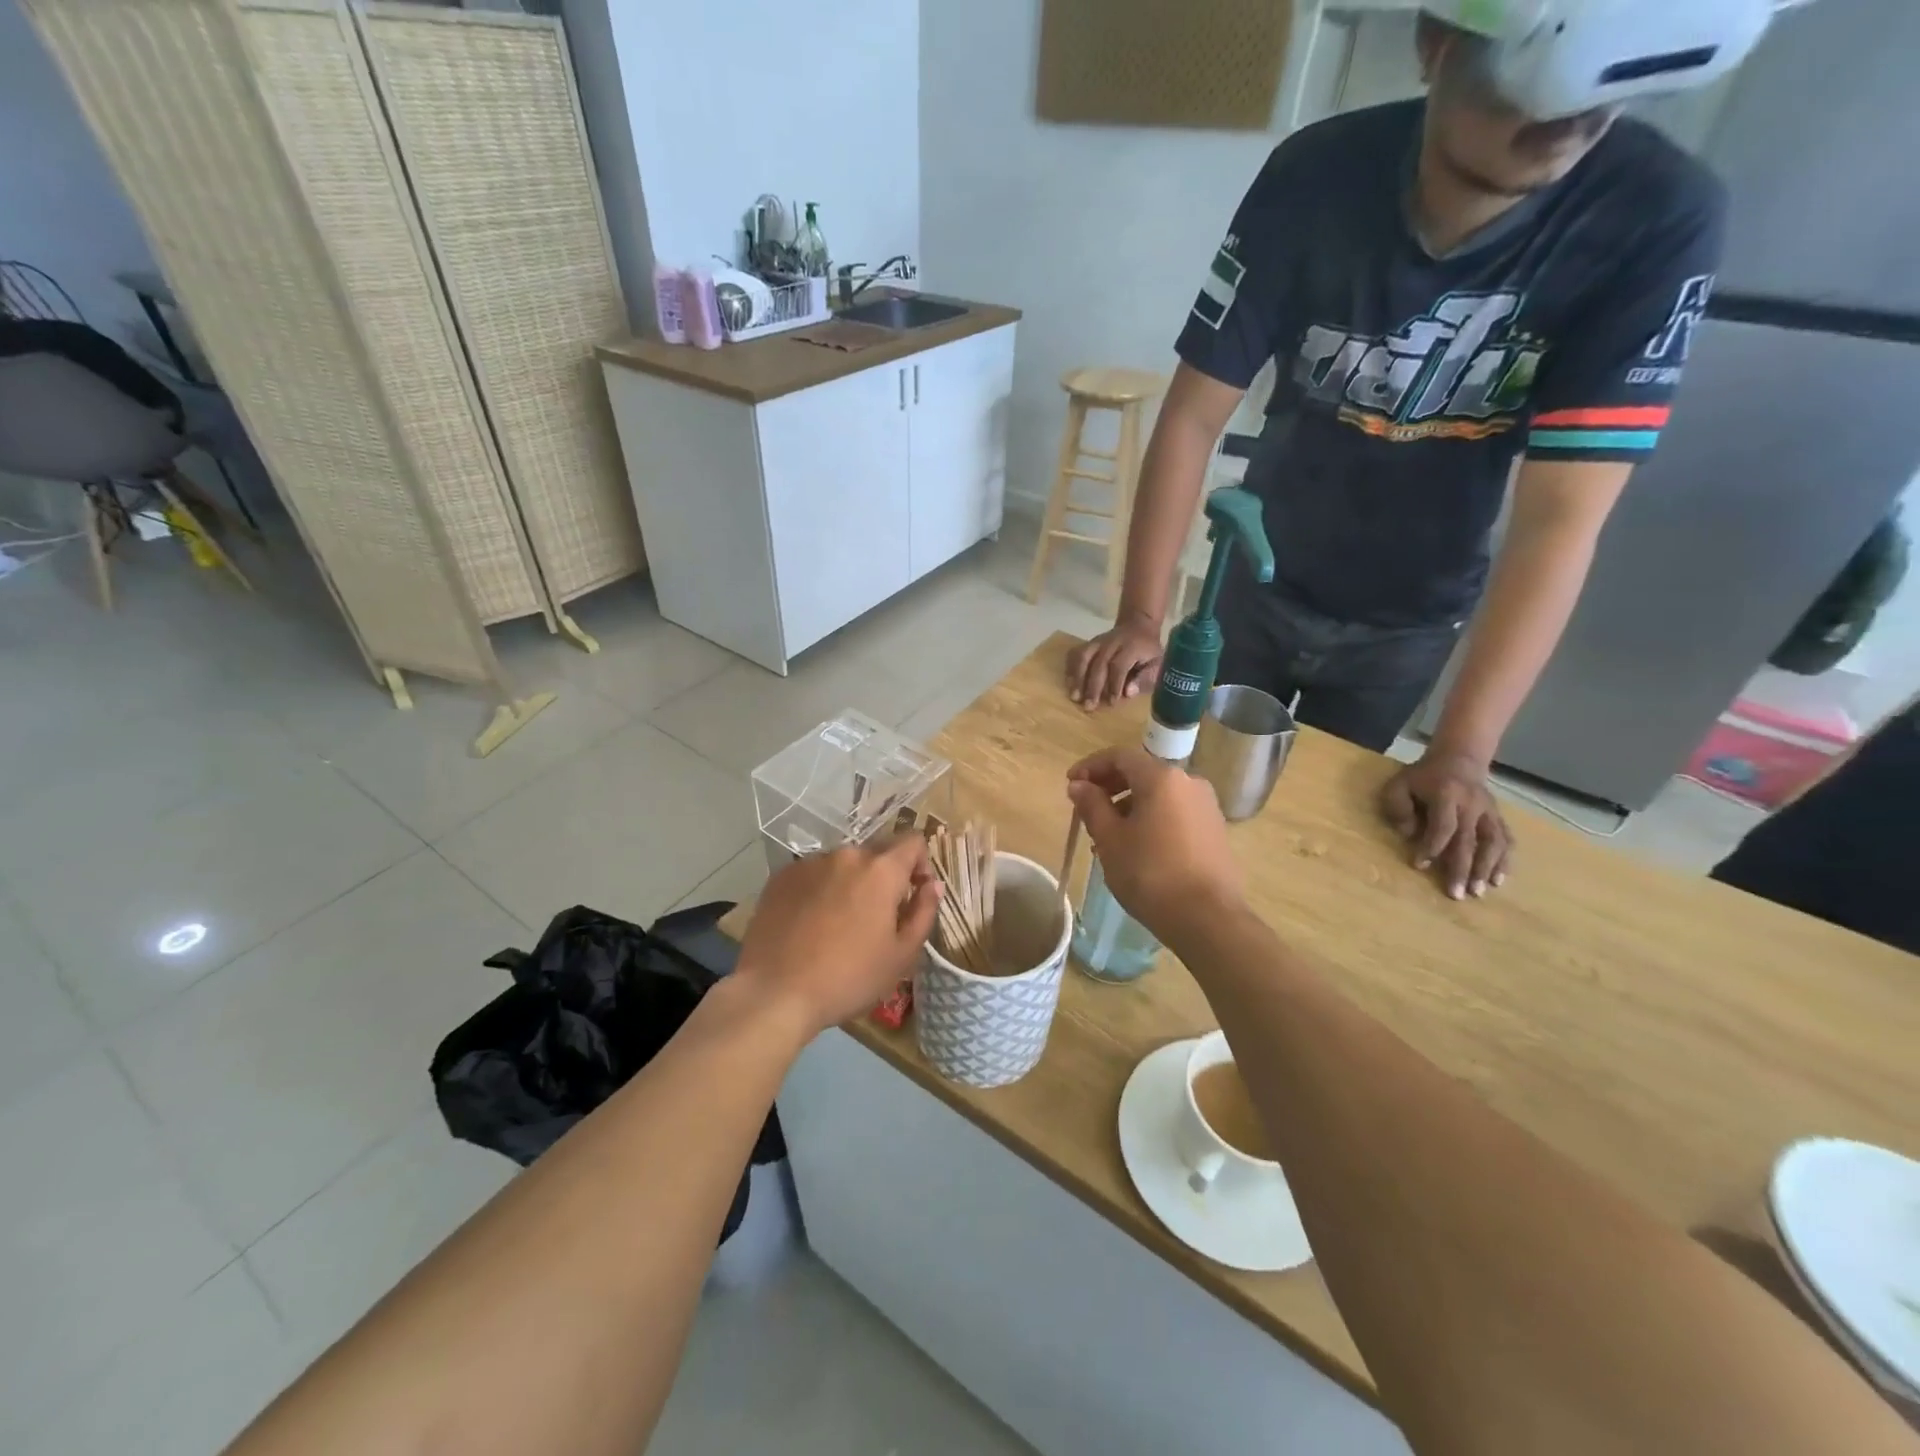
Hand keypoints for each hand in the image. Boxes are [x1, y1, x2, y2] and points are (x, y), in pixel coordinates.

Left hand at [734, 837, 941, 1035]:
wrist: (774, 992)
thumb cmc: (848, 978)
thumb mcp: (901, 955)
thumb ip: (924, 912)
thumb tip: (933, 885)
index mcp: (881, 870)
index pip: (913, 841)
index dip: (921, 864)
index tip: (914, 894)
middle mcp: (846, 855)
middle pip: (877, 853)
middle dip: (885, 877)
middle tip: (876, 919)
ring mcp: (809, 863)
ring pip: (843, 864)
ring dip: (850, 883)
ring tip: (838, 924)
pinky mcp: (780, 877)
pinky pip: (813, 874)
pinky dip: (820, 890)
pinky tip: (810, 925)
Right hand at [1065, 615, 1163, 709]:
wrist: (1137, 625)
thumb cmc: (1148, 651)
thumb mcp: (1157, 663)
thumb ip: (1146, 678)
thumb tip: (1128, 692)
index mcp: (1131, 646)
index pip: (1119, 665)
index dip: (1114, 684)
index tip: (1111, 702)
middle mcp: (1112, 642)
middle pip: (1099, 663)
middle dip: (1093, 687)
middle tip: (1088, 706)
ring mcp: (1098, 641)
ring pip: (1084, 657)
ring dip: (1077, 677)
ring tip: (1074, 696)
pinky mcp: (1088, 643)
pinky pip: (1075, 653)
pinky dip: (1070, 668)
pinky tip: (1068, 683)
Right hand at [1065, 745, 1243, 939]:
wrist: (1207, 918)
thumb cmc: (1150, 873)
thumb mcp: (1110, 839)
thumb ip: (1092, 806)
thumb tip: (1079, 785)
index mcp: (1162, 777)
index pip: (1120, 756)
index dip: (1091, 766)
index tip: (1070, 784)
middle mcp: (1188, 782)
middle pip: (1142, 772)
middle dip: (1109, 786)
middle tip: (1085, 808)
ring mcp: (1206, 806)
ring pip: (1158, 795)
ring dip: (1128, 805)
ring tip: (1106, 835)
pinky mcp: (1214, 830)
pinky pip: (1174, 812)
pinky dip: (1150, 818)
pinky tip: (1135, 847)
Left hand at [1380, 751, 1511, 900]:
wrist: (1458, 760)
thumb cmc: (1423, 777)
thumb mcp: (1400, 784)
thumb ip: (1399, 807)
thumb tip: (1408, 835)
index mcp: (1447, 795)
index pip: (1443, 826)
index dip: (1432, 847)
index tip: (1420, 865)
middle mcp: (1473, 805)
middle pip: (1469, 841)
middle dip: (1462, 869)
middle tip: (1456, 894)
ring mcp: (1490, 812)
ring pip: (1493, 843)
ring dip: (1487, 869)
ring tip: (1479, 892)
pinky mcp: (1499, 817)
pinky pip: (1506, 840)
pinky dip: (1504, 861)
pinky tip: (1499, 880)